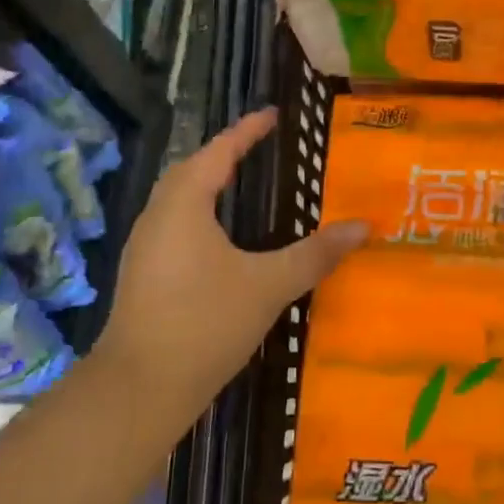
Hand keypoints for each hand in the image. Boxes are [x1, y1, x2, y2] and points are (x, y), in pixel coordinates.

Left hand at [96, 110, 367, 411]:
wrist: (141, 388)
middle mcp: (157, 216)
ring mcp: (144, 247)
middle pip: (190, 170)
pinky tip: (219, 239)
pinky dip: (198, 214)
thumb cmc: (206, 323)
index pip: (218, 152)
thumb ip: (315, 254)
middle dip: (223, 154)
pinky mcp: (142, 275)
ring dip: (207, 184)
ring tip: (240, 185)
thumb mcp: (269, 285)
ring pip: (177, 199)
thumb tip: (363, 227)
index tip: (272, 115)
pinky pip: (173, 225)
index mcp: (184, 205)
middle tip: (257, 148)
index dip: (246, 131)